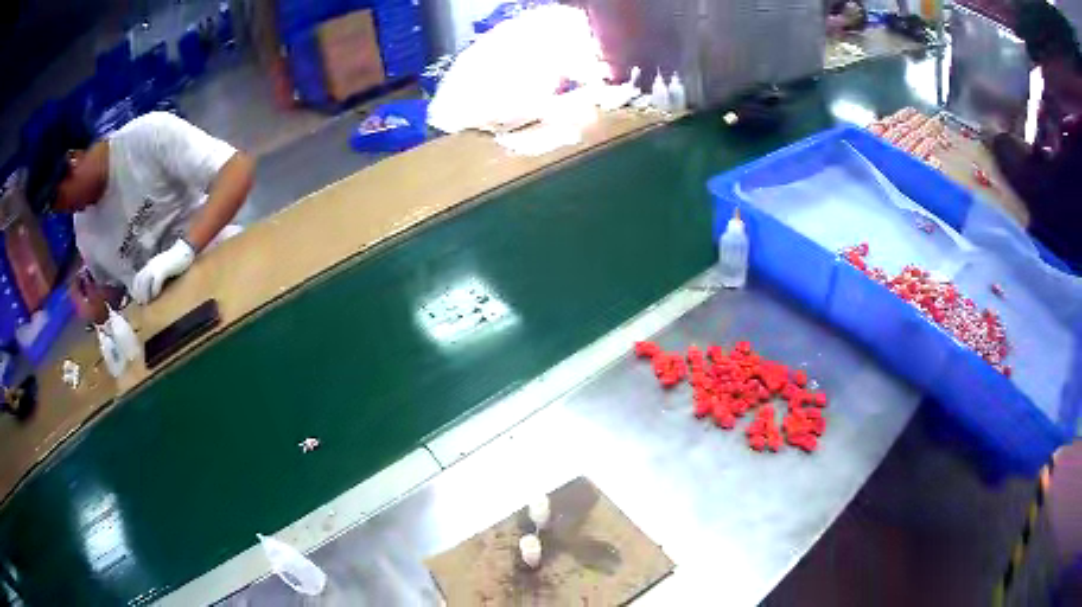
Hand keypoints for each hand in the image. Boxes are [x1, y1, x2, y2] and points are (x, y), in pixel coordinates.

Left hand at [131, 239, 194, 303]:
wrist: (184, 249)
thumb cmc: (175, 260)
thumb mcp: (162, 266)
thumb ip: (156, 273)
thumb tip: (150, 285)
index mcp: (150, 264)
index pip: (138, 277)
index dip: (136, 288)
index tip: (137, 298)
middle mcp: (151, 265)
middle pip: (140, 280)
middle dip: (139, 293)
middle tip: (140, 303)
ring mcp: (156, 267)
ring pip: (145, 282)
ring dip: (145, 294)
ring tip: (146, 302)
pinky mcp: (163, 270)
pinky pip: (156, 283)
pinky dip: (154, 291)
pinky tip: (155, 296)